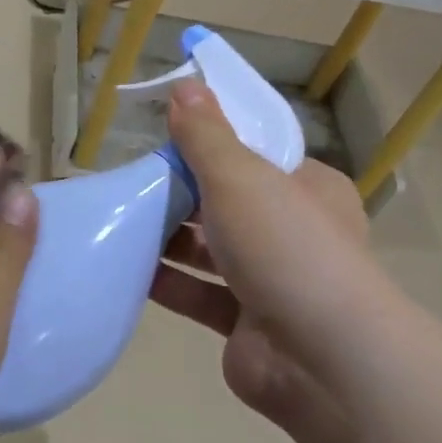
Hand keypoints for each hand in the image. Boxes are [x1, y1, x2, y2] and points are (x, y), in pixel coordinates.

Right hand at [147, 79, 376, 431]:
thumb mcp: (241, 176)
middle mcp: (291, 231)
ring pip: (209, 250)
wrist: (322, 358)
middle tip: (130, 179)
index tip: (162, 136)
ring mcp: (270, 281)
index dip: (209, 142)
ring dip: (168, 237)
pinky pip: (198, 294)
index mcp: (306, 188)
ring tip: (118, 219)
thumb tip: (184, 84)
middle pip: (225, 202)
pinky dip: (167, 282)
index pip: (254, 154)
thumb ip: (206, 134)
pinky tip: (125, 267)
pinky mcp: (244, 323)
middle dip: (180, 191)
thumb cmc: (286, 246)